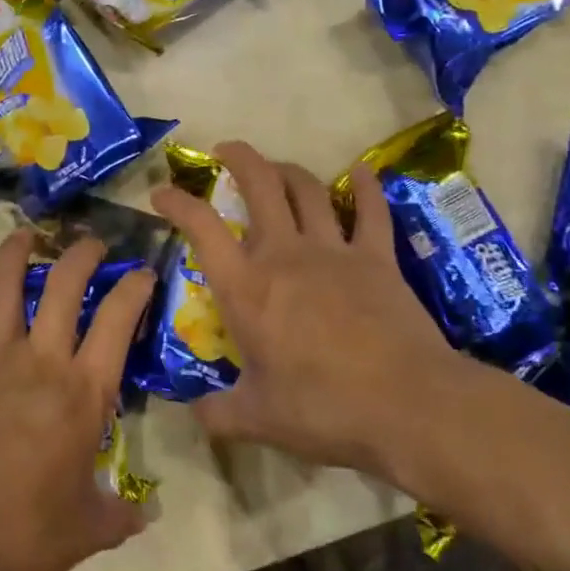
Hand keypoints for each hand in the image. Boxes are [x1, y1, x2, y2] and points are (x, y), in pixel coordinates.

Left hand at [0, 232, 154, 570]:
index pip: (117, 321)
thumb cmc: (23, 536)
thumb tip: (147, 515)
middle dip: (83, 255)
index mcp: (83, 393)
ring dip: (18, 253)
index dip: (134, 289)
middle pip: (65, 286)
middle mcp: (41, 361)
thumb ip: (120, 515)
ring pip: (7, 286)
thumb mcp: (86, 530)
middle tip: (92, 244)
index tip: (142, 273)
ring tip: (28, 236)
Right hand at [151, 141, 464, 482]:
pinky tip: (362, 172)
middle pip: (260, 186)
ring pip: (307, 190)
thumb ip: (219, 415)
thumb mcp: (259, 420)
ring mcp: (334, 251)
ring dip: (288, 171)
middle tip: (227, 150)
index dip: (178, 202)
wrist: (407, 406)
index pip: (202, 228)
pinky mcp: (378, 258)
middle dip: (240, 159)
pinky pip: (371, 212)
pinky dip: (365, 188)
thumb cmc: (323, 410)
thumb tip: (193, 417)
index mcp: (247, 288)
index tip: (162, 192)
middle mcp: (285, 255)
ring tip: (277, 167)